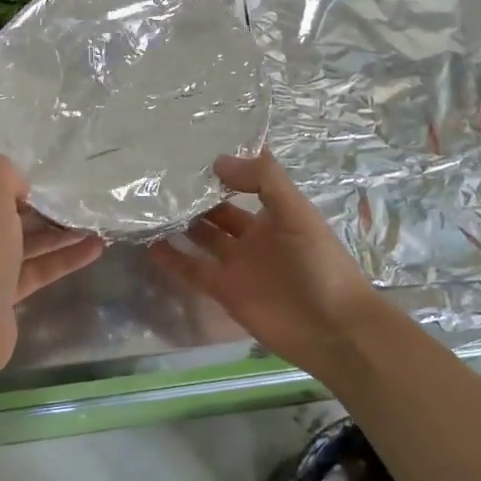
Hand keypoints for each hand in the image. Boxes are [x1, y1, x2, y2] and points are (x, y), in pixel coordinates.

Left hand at [0, 144, 104, 378]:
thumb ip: (1, 174)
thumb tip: (14, 177)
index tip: (12, 144)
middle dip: (30, 193)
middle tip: (65, 181)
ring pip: (22, 237)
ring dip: (55, 227)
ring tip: (91, 216)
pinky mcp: (2, 291)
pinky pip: (35, 267)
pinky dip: (62, 258)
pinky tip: (95, 249)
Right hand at [151, 151, 379, 377]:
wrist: (332, 330)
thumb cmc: (320, 265)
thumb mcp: (297, 213)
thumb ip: (264, 180)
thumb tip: (218, 161)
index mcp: (275, 213)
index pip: (245, 182)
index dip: (224, 168)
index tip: (190, 150)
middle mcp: (254, 235)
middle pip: (218, 210)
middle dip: (195, 195)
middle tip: (159, 177)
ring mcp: (238, 264)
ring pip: (202, 238)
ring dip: (179, 224)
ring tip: (148, 206)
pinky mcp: (225, 291)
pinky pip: (194, 270)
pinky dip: (173, 259)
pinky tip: (149, 244)